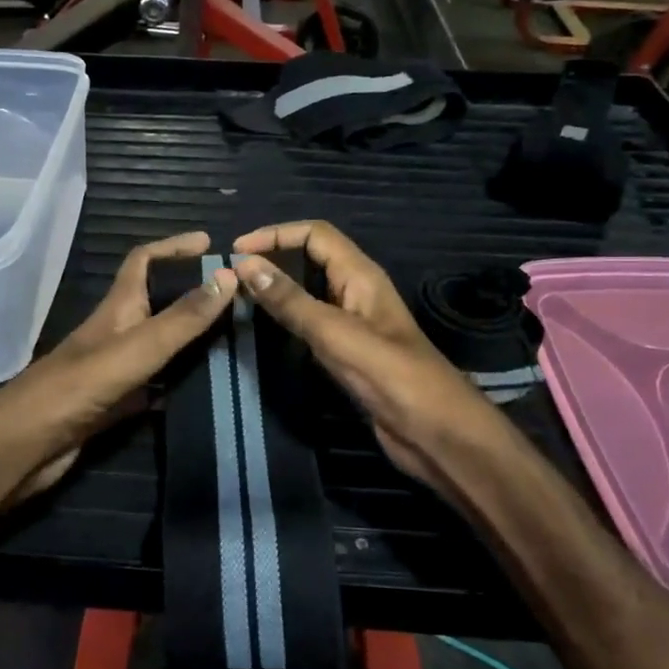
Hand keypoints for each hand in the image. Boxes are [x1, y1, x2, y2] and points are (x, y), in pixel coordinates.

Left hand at [0, 233, 235, 506]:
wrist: (24, 445)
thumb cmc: (78, 388)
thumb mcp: (137, 348)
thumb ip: (181, 318)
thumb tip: (229, 276)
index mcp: (117, 309)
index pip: (143, 261)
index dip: (173, 246)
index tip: (210, 243)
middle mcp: (117, 332)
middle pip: (157, 302)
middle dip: (192, 294)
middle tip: (236, 299)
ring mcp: (114, 369)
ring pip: (159, 345)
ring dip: (190, 340)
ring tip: (234, 341)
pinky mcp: (114, 403)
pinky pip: (154, 385)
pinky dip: (178, 383)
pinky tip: (205, 391)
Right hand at [231, 221, 523, 504]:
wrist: (436, 433)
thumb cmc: (392, 377)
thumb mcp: (336, 334)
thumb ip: (291, 301)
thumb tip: (245, 266)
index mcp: (361, 276)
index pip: (315, 235)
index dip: (276, 234)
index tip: (236, 251)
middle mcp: (356, 292)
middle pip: (311, 258)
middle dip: (274, 258)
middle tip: (232, 276)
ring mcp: (353, 324)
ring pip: (309, 292)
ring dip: (277, 288)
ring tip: (239, 297)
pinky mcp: (348, 352)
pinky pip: (311, 323)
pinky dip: (287, 318)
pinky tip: (265, 330)